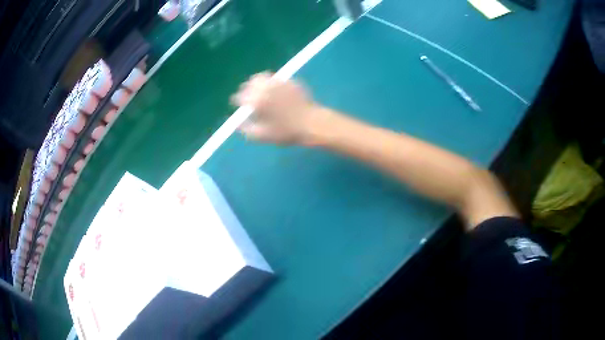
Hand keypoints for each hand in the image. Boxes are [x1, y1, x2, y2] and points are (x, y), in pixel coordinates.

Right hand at [231, 72, 326, 144]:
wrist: (311, 123)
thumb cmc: (286, 132)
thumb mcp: (262, 135)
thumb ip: (245, 128)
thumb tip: (235, 122)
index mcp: (256, 100)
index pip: (240, 96)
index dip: (237, 100)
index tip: (237, 104)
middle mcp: (265, 87)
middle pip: (249, 84)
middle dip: (246, 90)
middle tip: (246, 96)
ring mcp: (278, 82)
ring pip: (261, 77)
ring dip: (256, 83)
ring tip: (258, 90)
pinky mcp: (289, 81)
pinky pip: (275, 78)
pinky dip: (270, 82)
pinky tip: (272, 89)